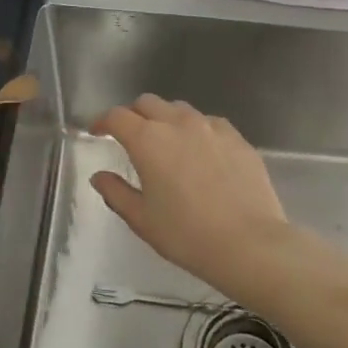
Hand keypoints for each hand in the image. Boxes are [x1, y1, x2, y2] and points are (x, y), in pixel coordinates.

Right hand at [89, 95, 288, 290]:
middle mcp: (179, 123)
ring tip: (166, 143)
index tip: (97, 132)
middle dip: (133, 115)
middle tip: (130, 137)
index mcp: (148, 140)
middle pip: (148, 103)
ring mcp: (212, 127)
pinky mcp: (237, 137)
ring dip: (165, 119)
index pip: (117, 116)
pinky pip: (209, 123)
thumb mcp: (142, 219)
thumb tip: (100, 176)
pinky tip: (200, 153)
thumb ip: (116, 192)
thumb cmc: (187, 235)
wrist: (249, 243)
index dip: (102, 121)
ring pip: (180, 109)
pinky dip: (196, 130)